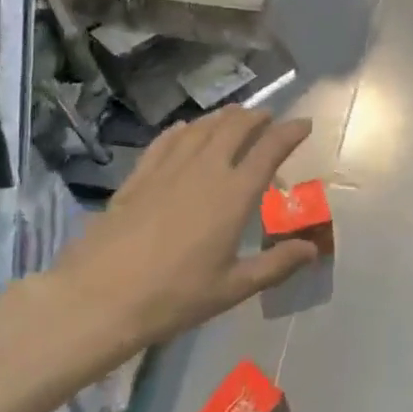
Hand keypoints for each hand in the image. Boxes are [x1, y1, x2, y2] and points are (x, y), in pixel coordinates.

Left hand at [55, 106, 318, 349]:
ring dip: (222, 117)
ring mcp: (167, 169)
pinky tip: (185, 129)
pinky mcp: (138, 177)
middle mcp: (204, 170)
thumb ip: (276, 265)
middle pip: (234, 127)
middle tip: (268, 117)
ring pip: (200, 128)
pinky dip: (183, 129)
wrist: (101, 296)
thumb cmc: (175, 296)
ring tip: (234, 116)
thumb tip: (311, 249)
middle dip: (256, 117)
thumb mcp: (233, 288)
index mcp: (233, 195)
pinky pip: (165, 140)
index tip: (304, 123)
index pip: (269, 150)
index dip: (289, 132)